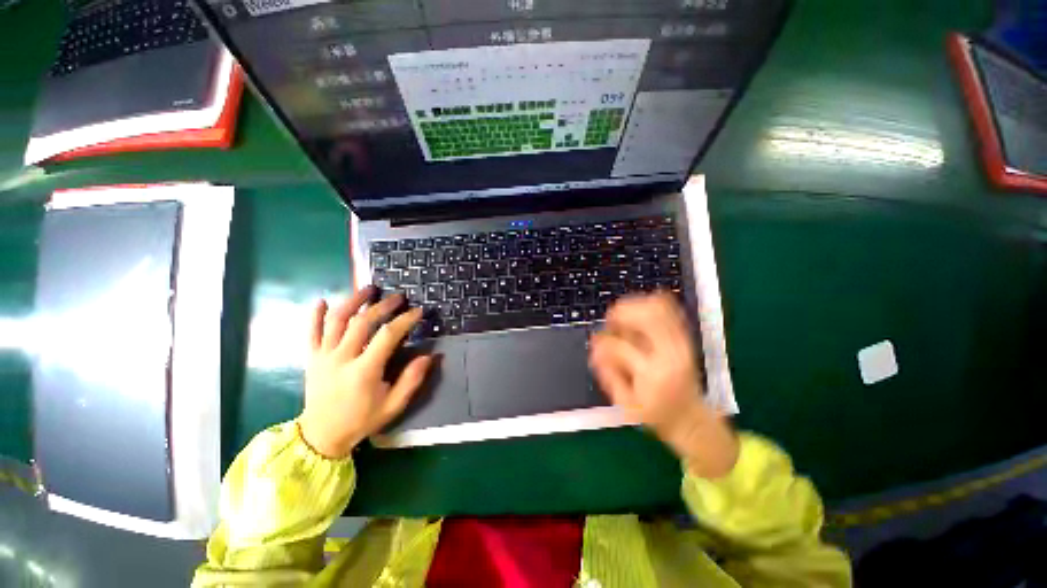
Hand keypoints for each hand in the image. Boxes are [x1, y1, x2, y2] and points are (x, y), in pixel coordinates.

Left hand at [298, 286, 431, 457]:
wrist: (321, 436)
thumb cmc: (361, 420)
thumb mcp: (393, 406)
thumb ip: (411, 380)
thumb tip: (429, 356)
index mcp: (364, 371)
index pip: (387, 336)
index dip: (405, 320)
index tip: (418, 311)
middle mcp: (341, 358)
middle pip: (362, 322)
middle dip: (383, 305)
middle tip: (398, 297)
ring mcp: (323, 356)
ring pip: (336, 320)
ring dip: (353, 301)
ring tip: (368, 288)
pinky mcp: (311, 358)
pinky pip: (310, 332)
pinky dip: (315, 315)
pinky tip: (321, 300)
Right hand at [589, 292, 738, 477]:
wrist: (690, 418)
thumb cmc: (655, 413)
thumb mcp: (625, 403)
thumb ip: (607, 374)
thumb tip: (595, 348)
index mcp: (652, 374)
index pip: (620, 346)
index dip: (602, 342)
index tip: (596, 345)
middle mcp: (670, 353)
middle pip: (646, 316)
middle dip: (621, 313)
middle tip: (611, 323)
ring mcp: (682, 343)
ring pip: (659, 307)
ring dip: (634, 306)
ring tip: (624, 319)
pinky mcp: (685, 338)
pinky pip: (669, 309)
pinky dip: (649, 305)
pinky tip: (638, 316)